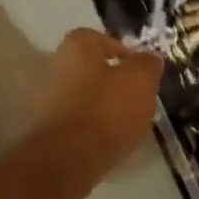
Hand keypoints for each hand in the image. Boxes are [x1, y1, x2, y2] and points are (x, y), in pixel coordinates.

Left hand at [24, 29, 163, 190]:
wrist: (67, 159)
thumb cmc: (106, 110)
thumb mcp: (140, 81)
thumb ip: (147, 64)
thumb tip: (149, 58)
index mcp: (77, 46)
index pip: (101, 39)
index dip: (124, 52)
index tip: (142, 72)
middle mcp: (57, 67)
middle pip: (93, 70)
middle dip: (116, 83)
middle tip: (140, 98)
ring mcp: (50, 100)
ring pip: (87, 97)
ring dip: (106, 107)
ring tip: (130, 124)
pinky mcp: (50, 130)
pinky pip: (80, 122)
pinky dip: (96, 129)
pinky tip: (112, 142)